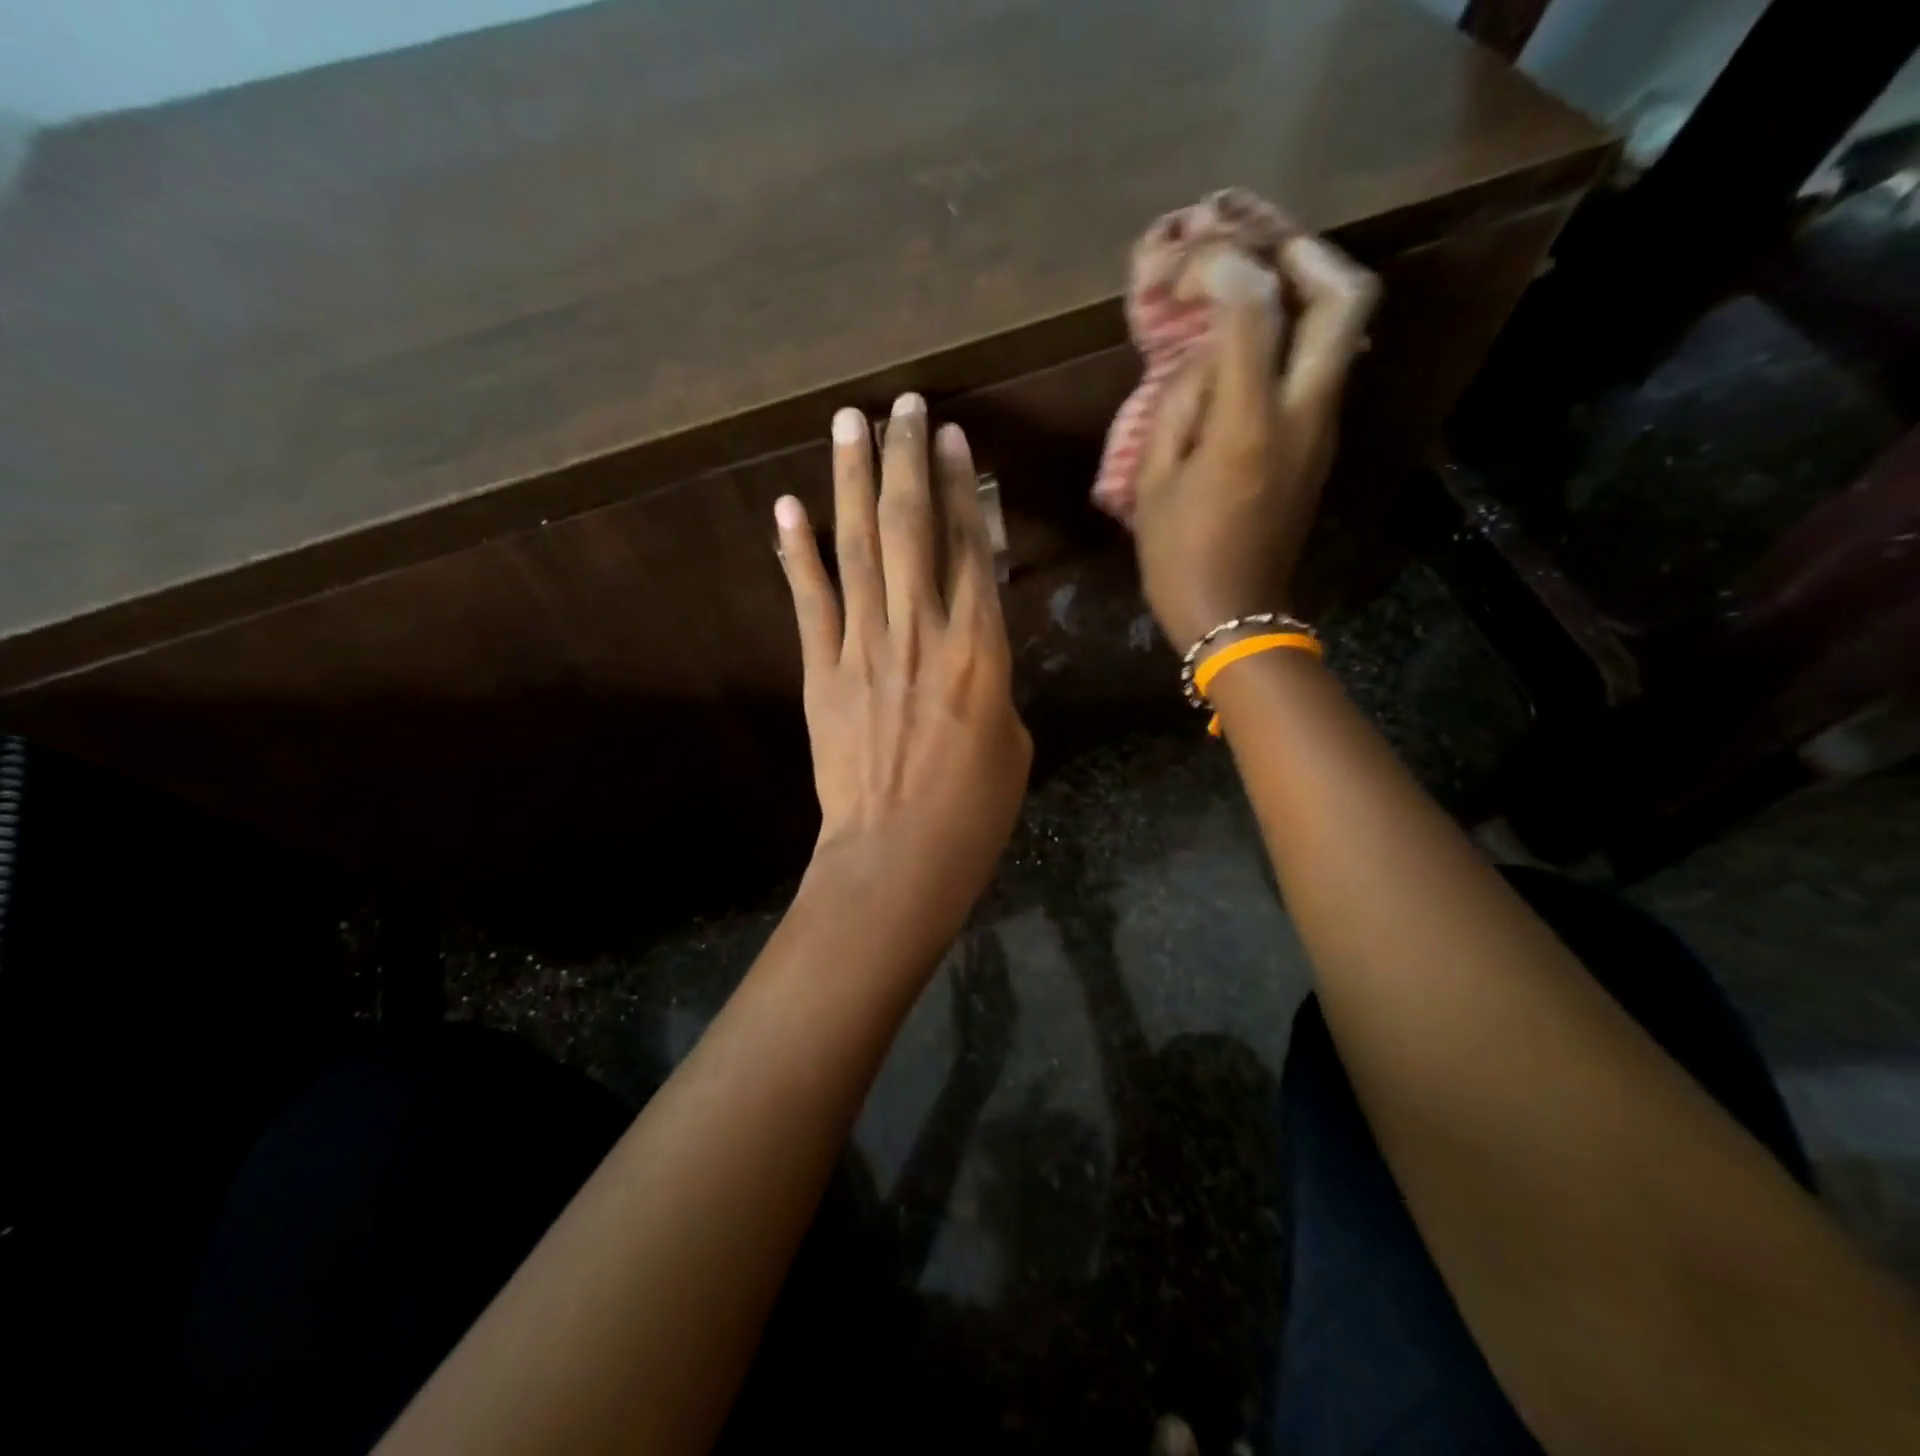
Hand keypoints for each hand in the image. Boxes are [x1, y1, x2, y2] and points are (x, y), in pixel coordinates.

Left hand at [773, 394, 1031, 929]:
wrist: (900, 857)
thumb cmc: (974, 810)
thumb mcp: (1011, 740)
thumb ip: (990, 682)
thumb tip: (968, 655)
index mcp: (980, 650)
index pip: (970, 548)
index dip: (959, 488)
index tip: (949, 439)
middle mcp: (922, 632)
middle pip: (914, 529)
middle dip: (906, 460)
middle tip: (901, 405)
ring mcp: (865, 649)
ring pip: (861, 549)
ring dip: (853, 482)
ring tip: (849, 424)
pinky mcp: (822, 673)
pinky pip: (810, 602)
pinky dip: (797, 554)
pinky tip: (788, 508)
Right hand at [1132, 235, 1379, 649]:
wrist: (1235, 615)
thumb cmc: (1179, 558)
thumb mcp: (1155, 483)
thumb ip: (1180, 404)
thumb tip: (1206, 356)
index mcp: (1248, 425)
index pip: (1254, 307)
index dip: (1222, 267)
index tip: (1188, 271)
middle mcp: (1303, 413)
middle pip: (1346, 298)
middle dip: (1307, 253)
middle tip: (1260, 251)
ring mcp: (1323, 429)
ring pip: (1345, 330)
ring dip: (1308, 291)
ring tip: (1253, 289)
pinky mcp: (1322, 445)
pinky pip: (1324, 368)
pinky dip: (1298, 338)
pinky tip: (1254, 348)